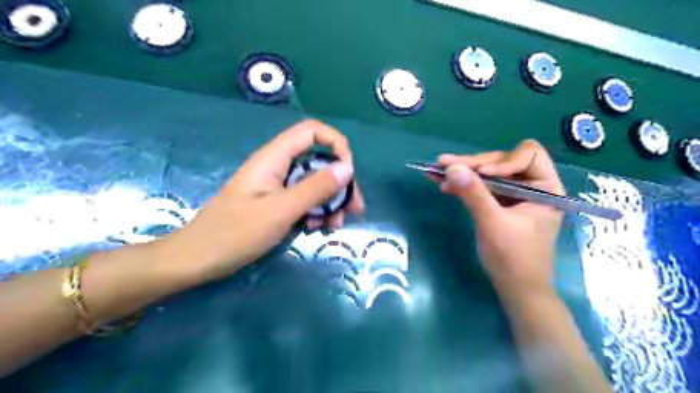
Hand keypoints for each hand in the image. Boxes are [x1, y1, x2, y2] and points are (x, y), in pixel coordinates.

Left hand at [157, 118, 366, 283]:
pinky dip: (316, 212)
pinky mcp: (276, 202)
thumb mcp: (281, 211)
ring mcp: (277, 186)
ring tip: (333, 226)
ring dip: (330, 202)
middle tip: (354, 209)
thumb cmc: (235, 233)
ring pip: (314, 183)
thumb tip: (347, 168)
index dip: (335, 144)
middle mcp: (277, 166)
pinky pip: (304, 199)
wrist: (199, 259)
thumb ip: (315, 188)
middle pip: (318, 161)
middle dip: (339, 183)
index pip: (311, 131)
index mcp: (273, 158)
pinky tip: (317, 228)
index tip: (348, 172)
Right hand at [435, 140, 561, 296]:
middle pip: (502, 161)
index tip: (482, 173)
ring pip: (488, 173)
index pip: (529, 155)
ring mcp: (514, 195)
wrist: (516, 289)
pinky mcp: (499, 204)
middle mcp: (531, 185)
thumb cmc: (513, 259)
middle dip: (473, 164)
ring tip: (436, 172)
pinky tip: (444, 185)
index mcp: (545, 187)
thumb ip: (473, 194)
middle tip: (443, 164)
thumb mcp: (492, 224)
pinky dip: (464, 185)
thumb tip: (451, 167)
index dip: (503, 160)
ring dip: (463, 173)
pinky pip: (481, 187)